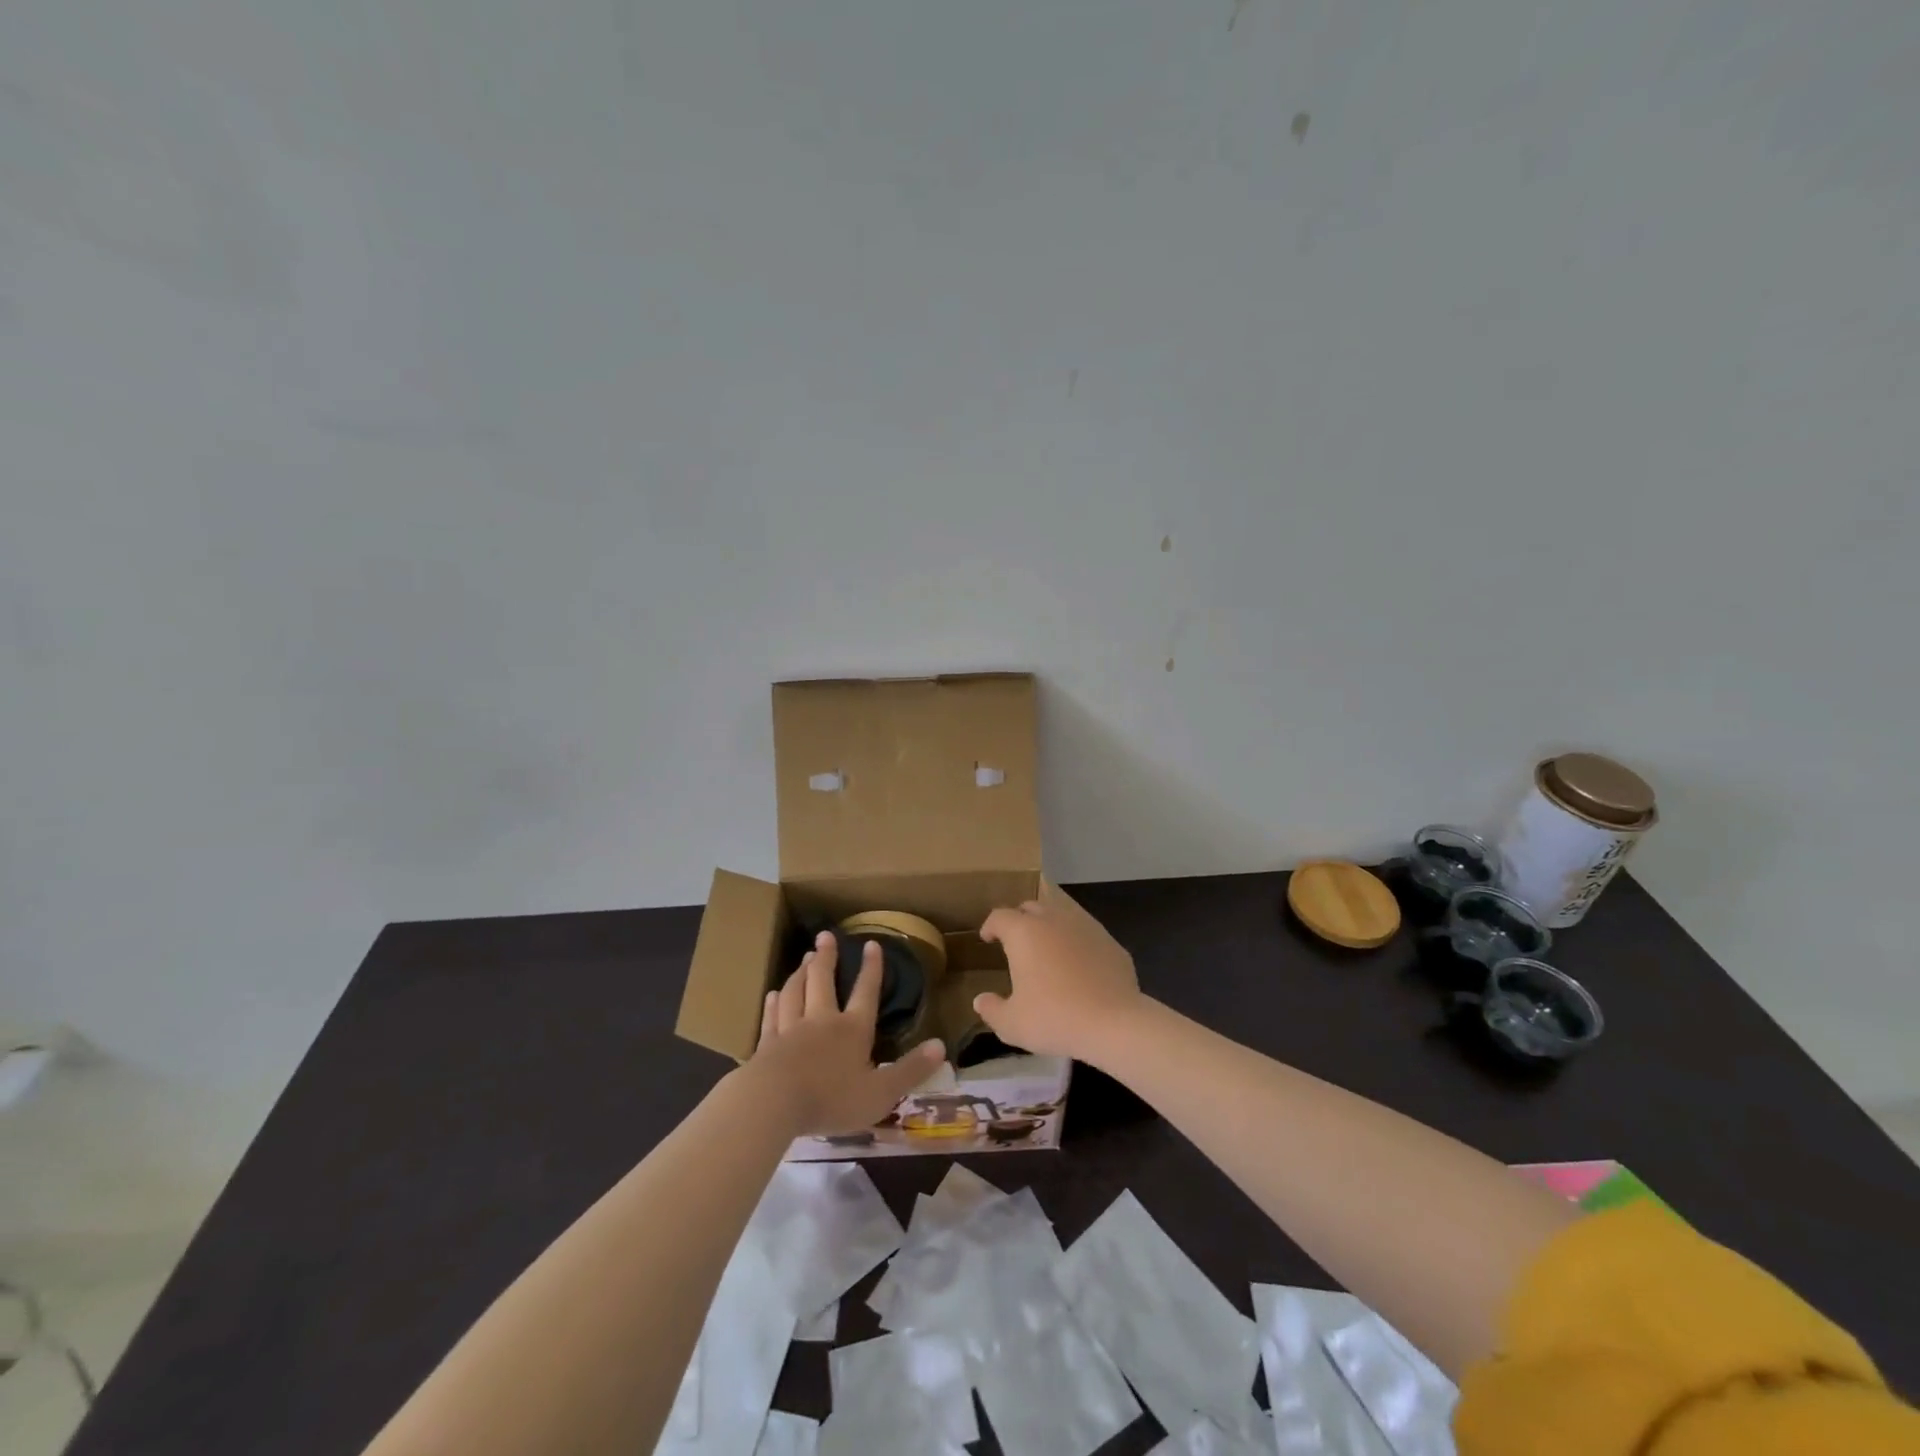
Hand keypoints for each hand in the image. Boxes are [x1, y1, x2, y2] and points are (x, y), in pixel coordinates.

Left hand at [749, 930, 945, 1137]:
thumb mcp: (881, 1092)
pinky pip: (771, 1017)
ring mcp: (791, 1030)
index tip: (871, 944)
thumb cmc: (832, 1099)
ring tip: (804, 957)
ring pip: (795, 992)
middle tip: (825, 936)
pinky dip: (773, 1003)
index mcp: (852, 1030)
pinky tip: (772, 994)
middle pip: (823, 981)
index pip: (866, 992)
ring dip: (800, 972)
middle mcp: (821, 1021)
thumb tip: (941, 1045)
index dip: (871, 969)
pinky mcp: (766, 1045)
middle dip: (827, 958)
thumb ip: (911, 1070)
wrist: (774, 1103)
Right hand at [974, 881, 1146, 1060]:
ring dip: (1049, 927)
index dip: (990, 926)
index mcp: (1024, 932)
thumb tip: (980, 1001)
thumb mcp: (1012, 1024)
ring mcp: (1085, 926)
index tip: (987, 938)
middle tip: (1015, 942)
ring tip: (1047, 949)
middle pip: (1031, 907)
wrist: (1113, 1023)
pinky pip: (1086, 933)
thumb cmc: (1054, 1018)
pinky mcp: (1110, 941)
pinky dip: (1076, 942)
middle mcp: (1053, 919)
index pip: (1000, 917)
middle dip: (1020, 920)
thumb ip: (992, 1010)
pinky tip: (1079, 964)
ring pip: (1061, 915)